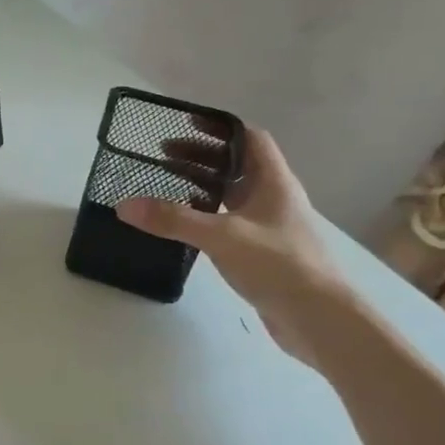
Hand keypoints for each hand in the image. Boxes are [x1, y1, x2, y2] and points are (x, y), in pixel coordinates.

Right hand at [116, 128, 350, 363]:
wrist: (320, 320)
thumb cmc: (278, 265)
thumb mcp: (221, 236)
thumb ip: (172, 219)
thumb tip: (124, 205)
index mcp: (274, 182)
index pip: (250, 139)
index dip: (220, 128)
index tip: (186, 124)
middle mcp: (274, 199)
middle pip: (236, 166)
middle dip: (201, 158)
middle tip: (162, 157)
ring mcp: (269, 227)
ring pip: (232, 195)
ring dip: (202, 187)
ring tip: (166, 187)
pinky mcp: (262, 252)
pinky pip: (229, 222)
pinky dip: (206, 216)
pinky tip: (184, 226)